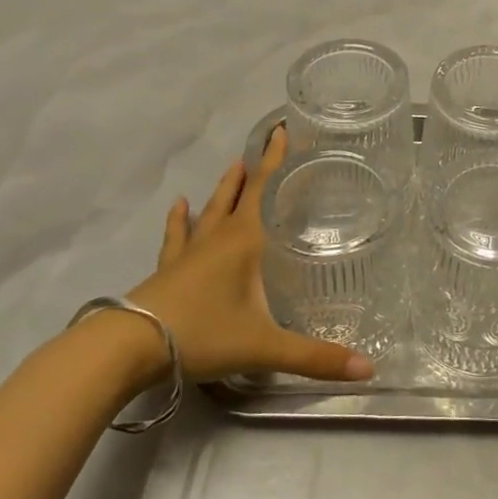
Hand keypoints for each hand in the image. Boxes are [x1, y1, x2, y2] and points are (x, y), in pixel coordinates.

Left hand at [125, 126, 375, 385]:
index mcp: (244, 242)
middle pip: (239, 194)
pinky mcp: (167, 270)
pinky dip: (179, 220)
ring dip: (224, 188)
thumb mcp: (264, 347)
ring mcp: (189, 253)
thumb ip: (315, 357)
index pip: (264, 189)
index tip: (282, 129)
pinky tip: (179, 206)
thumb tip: (368, 369)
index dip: (275, 159)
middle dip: (256, 168)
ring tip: (232, 166)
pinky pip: (177, 237)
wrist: (129, 347)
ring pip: (210, 210)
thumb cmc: (202, 334)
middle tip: (265, 142)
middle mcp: (218, 238)